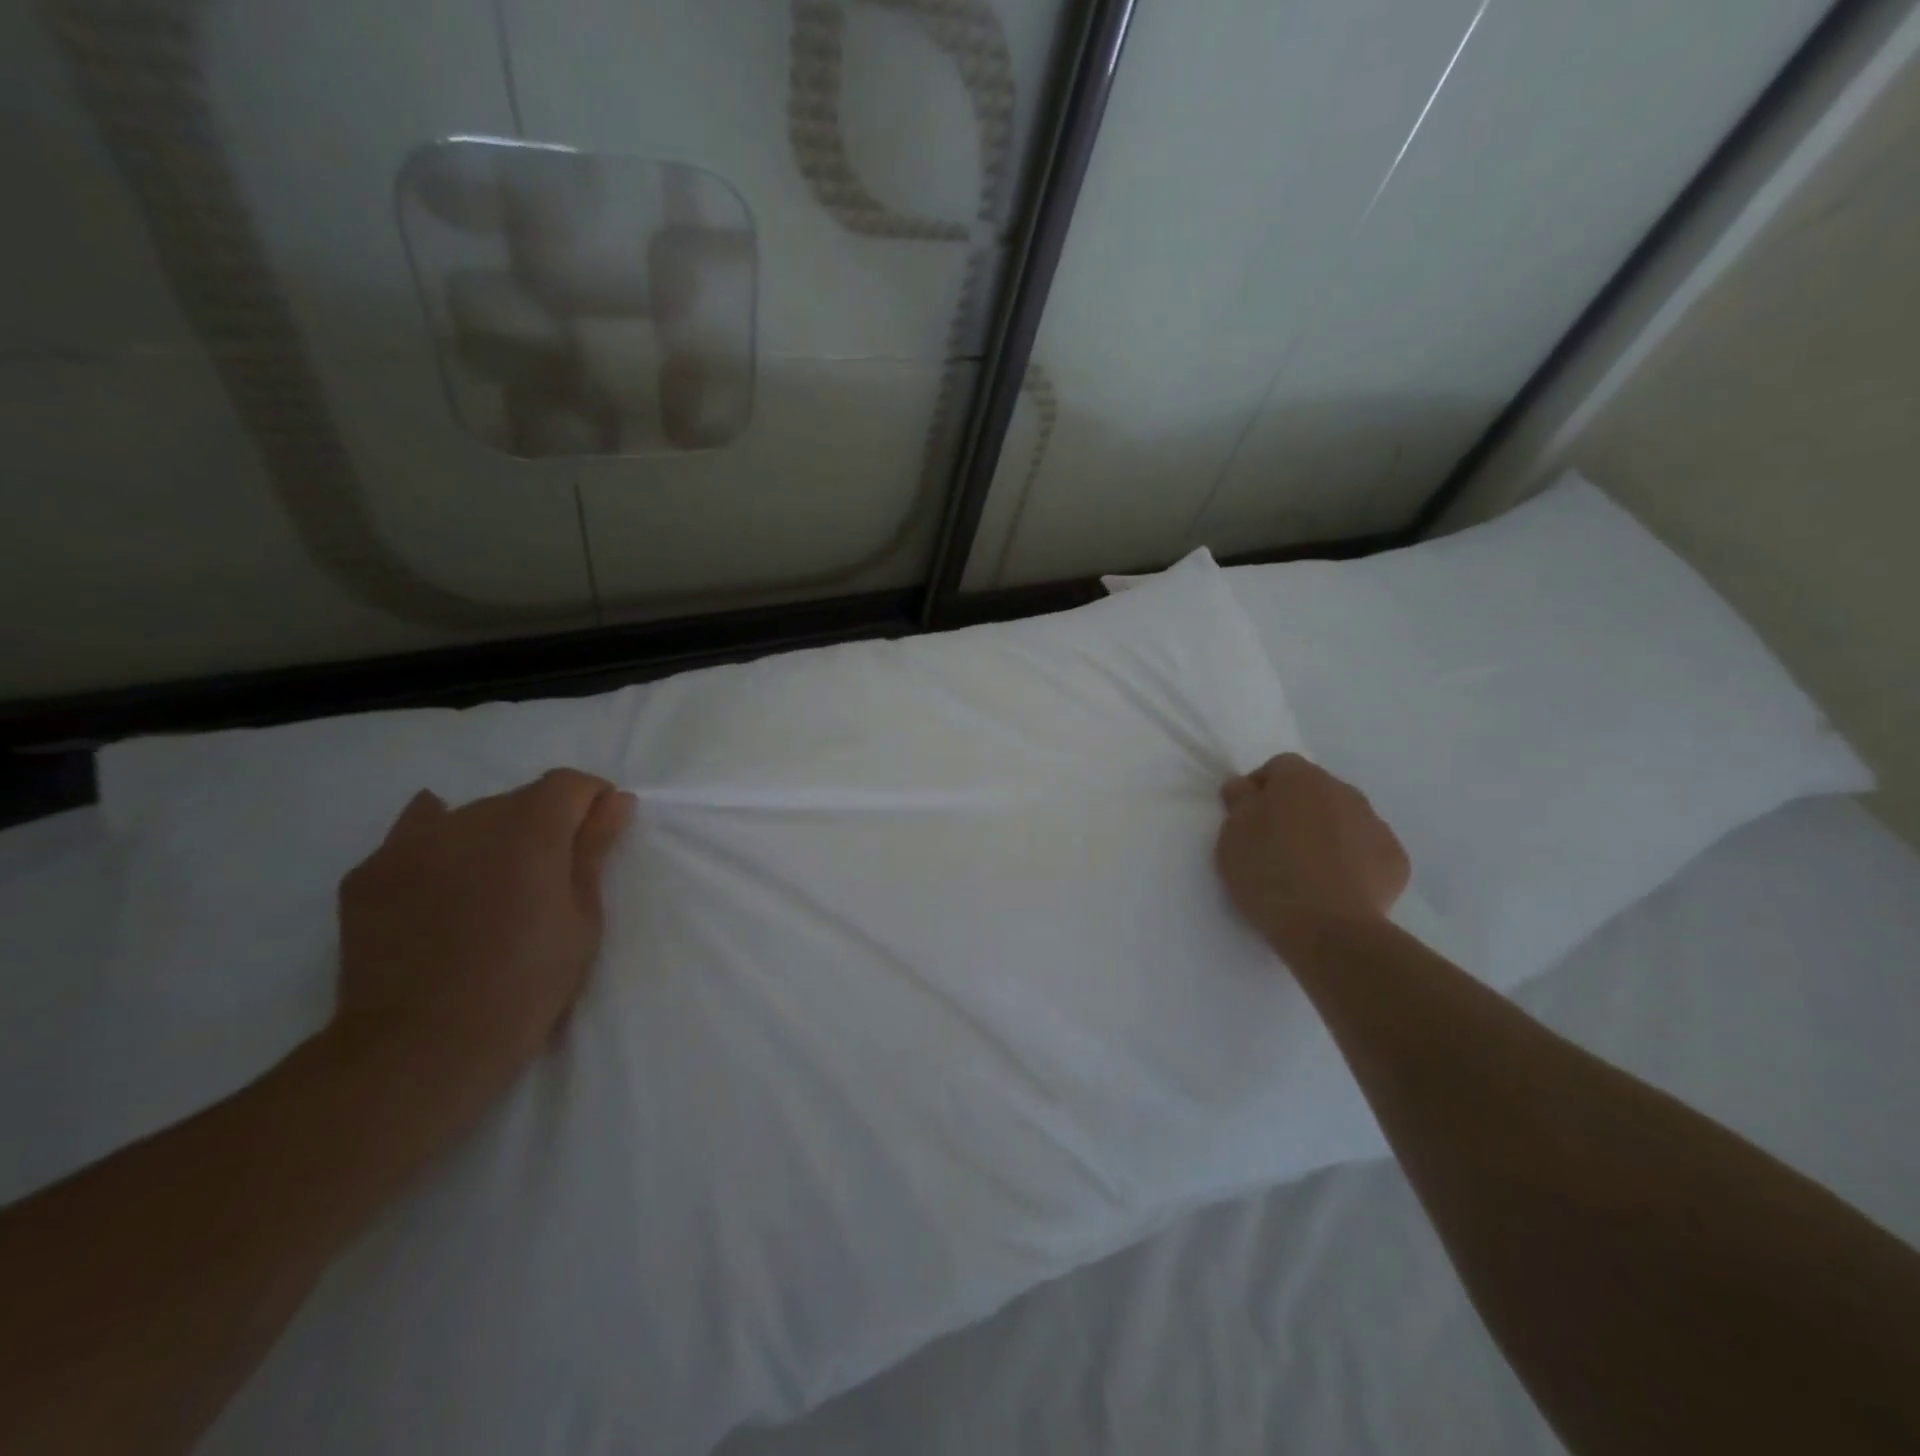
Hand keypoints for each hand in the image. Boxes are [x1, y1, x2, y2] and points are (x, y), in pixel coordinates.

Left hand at [333, 768, 636, 1111]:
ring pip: (467, 816)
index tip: (599, 833)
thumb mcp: (582, 919)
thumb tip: (615, 801)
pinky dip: (438, 844)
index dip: (591, 800)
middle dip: (543, 823)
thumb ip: (594, 850)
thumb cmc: (526, 984)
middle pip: (518, 799)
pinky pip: (414, 836)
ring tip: (494, 884)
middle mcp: (468, 821)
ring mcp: (410, 845)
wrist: (421, 1048)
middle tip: (549, 875)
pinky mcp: (368, 873)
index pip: (568, 784)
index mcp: (529, 830)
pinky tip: (444, 872)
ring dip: (492, 836)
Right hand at [1216, 753, 1409, 950]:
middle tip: (1274, 844)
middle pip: (1314, 790)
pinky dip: (1351, 860)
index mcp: (1300, 778)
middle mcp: (1343, 791)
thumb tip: (1244, 786)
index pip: (1278, 767)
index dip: (1260, 789)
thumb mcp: (1232, 834)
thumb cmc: (1269, 872)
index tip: (1247, 818)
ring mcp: (1375, 824)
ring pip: (1343, 818)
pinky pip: (1366, 849)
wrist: (1328, 927)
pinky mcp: (1395, 859)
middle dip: (1296, 809)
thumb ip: (1239, 801)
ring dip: (1325, 832)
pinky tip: (1335, 886)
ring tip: (1306, 869)